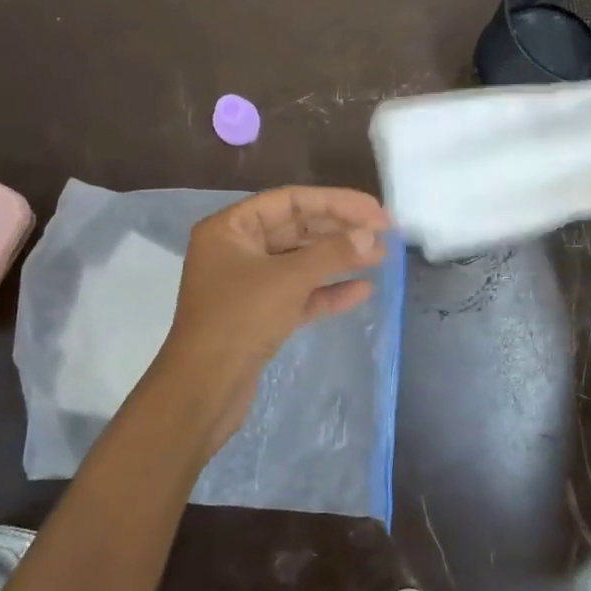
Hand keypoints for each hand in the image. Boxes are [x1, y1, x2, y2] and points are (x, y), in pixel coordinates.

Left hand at [155, 187, 389, 447]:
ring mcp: (248, 284)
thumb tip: (372, 236)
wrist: (204, 389)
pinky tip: (362, 291)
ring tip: (381, 258)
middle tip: (385, 234)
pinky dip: (328, 291)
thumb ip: (332, 253)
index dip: (336, 202)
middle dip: (341, 231)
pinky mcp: (260, 315)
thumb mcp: (288, 279)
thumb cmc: (239, 319)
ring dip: (340, 260)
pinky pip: (299, 293)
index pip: (290, 201)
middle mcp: (237, 250)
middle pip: (297, 229)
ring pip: (301, 262)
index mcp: (230, 228)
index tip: (375, 211)